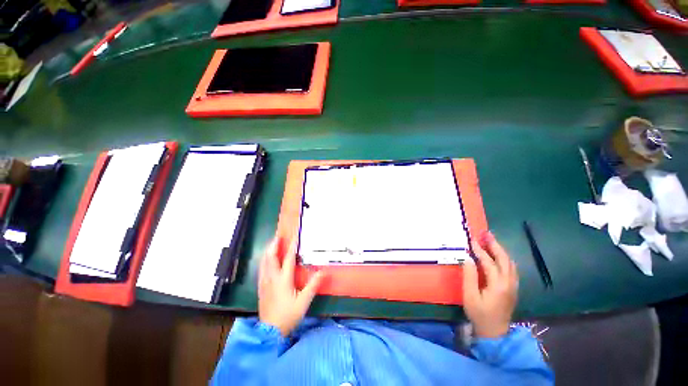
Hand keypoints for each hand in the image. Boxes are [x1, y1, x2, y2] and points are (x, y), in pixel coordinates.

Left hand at [258, 237, 324, 336]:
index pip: (288, 258)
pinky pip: (261, 269)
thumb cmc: (288, 316)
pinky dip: (264, 260)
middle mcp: (272, 278)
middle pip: (270, 257)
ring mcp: (264, 282)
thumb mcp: (304, 301)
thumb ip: (313, 285)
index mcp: (283, 280)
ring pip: (264, 262)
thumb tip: (323, 271)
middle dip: (274, 245)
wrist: (269, 332)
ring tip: (272, 244)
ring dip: (268, 251)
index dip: (291, 246)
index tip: (294, 236)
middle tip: (278, 236)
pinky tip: (266, 260)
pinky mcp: (261, 287)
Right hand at [463, 232, 518, 338]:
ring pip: (510, 263)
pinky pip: (511, 268)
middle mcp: (509, 283)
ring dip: (500, 250)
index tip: (471, 240)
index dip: (480, 250)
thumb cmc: (479, 314)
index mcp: (498, 285)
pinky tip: (498, 256)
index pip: (489, 262)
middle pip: (504, 259)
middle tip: (486, 234)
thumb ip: (469, 276)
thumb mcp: (470, 296)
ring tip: (490, 241)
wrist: (495, 332)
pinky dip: (504, 258)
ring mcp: (513, 286)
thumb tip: (468, 258)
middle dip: (495, 245)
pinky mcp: (513, 288)